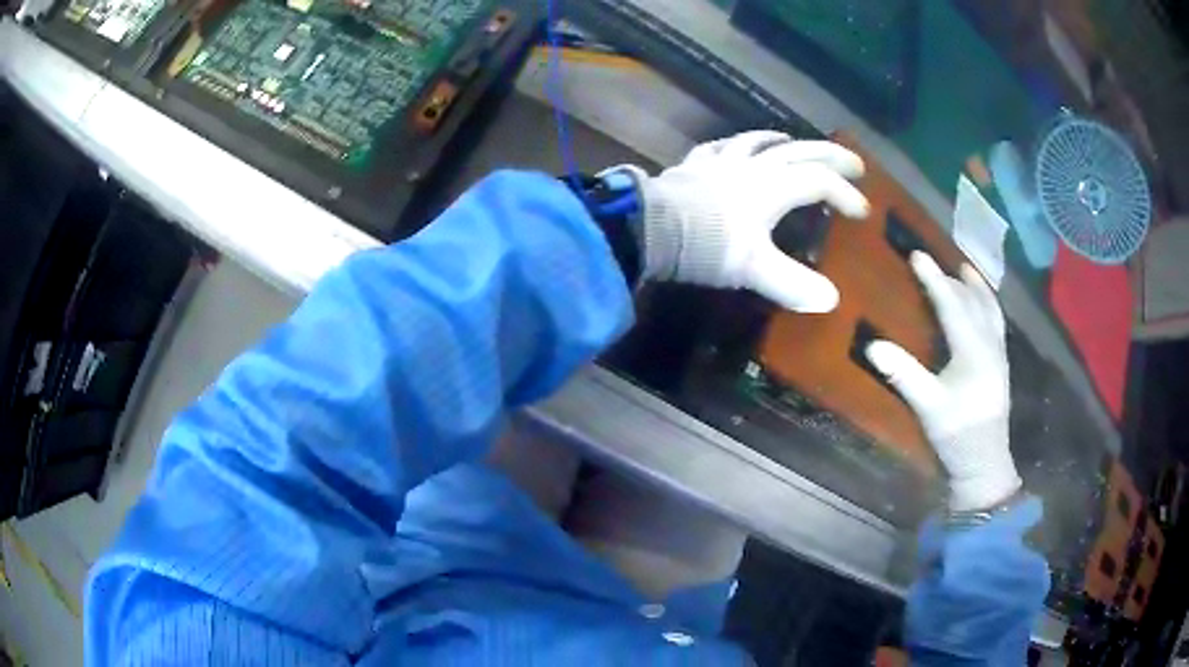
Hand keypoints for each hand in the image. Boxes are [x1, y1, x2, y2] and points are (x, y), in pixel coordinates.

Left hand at [614, 131, 869, 311]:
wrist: (650, 228)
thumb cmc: (707, 245)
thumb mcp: (753, 269)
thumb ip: (792, 284)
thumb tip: (830, 300)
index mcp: (773, 187)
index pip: (819, 183)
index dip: (844, 194)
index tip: (862, 212)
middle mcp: (751, 167)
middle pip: (799, 153)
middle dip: (830, 156)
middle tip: (853, 162)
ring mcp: (720, 162)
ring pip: (757, 141)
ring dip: (782, 142)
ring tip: (795, 142)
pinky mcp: (693, 166)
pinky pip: (717, 147)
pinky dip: (733, 145)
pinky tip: (733, 146)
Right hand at [865, 252, 1020, 511]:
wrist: (985, 461)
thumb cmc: (956, 433)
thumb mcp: (928, 406)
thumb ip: (904, 374)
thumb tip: (872, 345)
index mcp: (973, 350)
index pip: (952, 305)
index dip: (934, 279)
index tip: (917, 255)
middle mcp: (990, 344)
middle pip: (973, 302)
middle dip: (954, 280)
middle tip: (935, 264)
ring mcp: (999, 354)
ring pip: (991, 310)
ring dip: (978, 288)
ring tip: (967, 270)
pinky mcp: (1001, 365)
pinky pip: (996, 323)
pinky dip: (988, 305)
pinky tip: (984, 307)